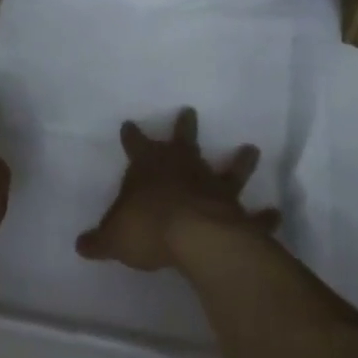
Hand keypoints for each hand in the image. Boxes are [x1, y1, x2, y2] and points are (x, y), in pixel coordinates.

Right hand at [77, 107, 276, 271]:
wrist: (194, 237)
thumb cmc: (147, 227)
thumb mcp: (114, 237)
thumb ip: (100, 240)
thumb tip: (80, 245)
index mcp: (150, 167)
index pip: (136, 146)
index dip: (132, 137)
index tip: (129, 124)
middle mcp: (184, 169)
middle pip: (183, 142)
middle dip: (184, 127)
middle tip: (189, 111)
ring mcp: (214, 188)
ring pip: (229, 170)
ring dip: (240, 161)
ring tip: (251, 149)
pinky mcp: (238, 214)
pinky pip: (253, 216)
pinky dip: (264, 216)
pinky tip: (276, 213)